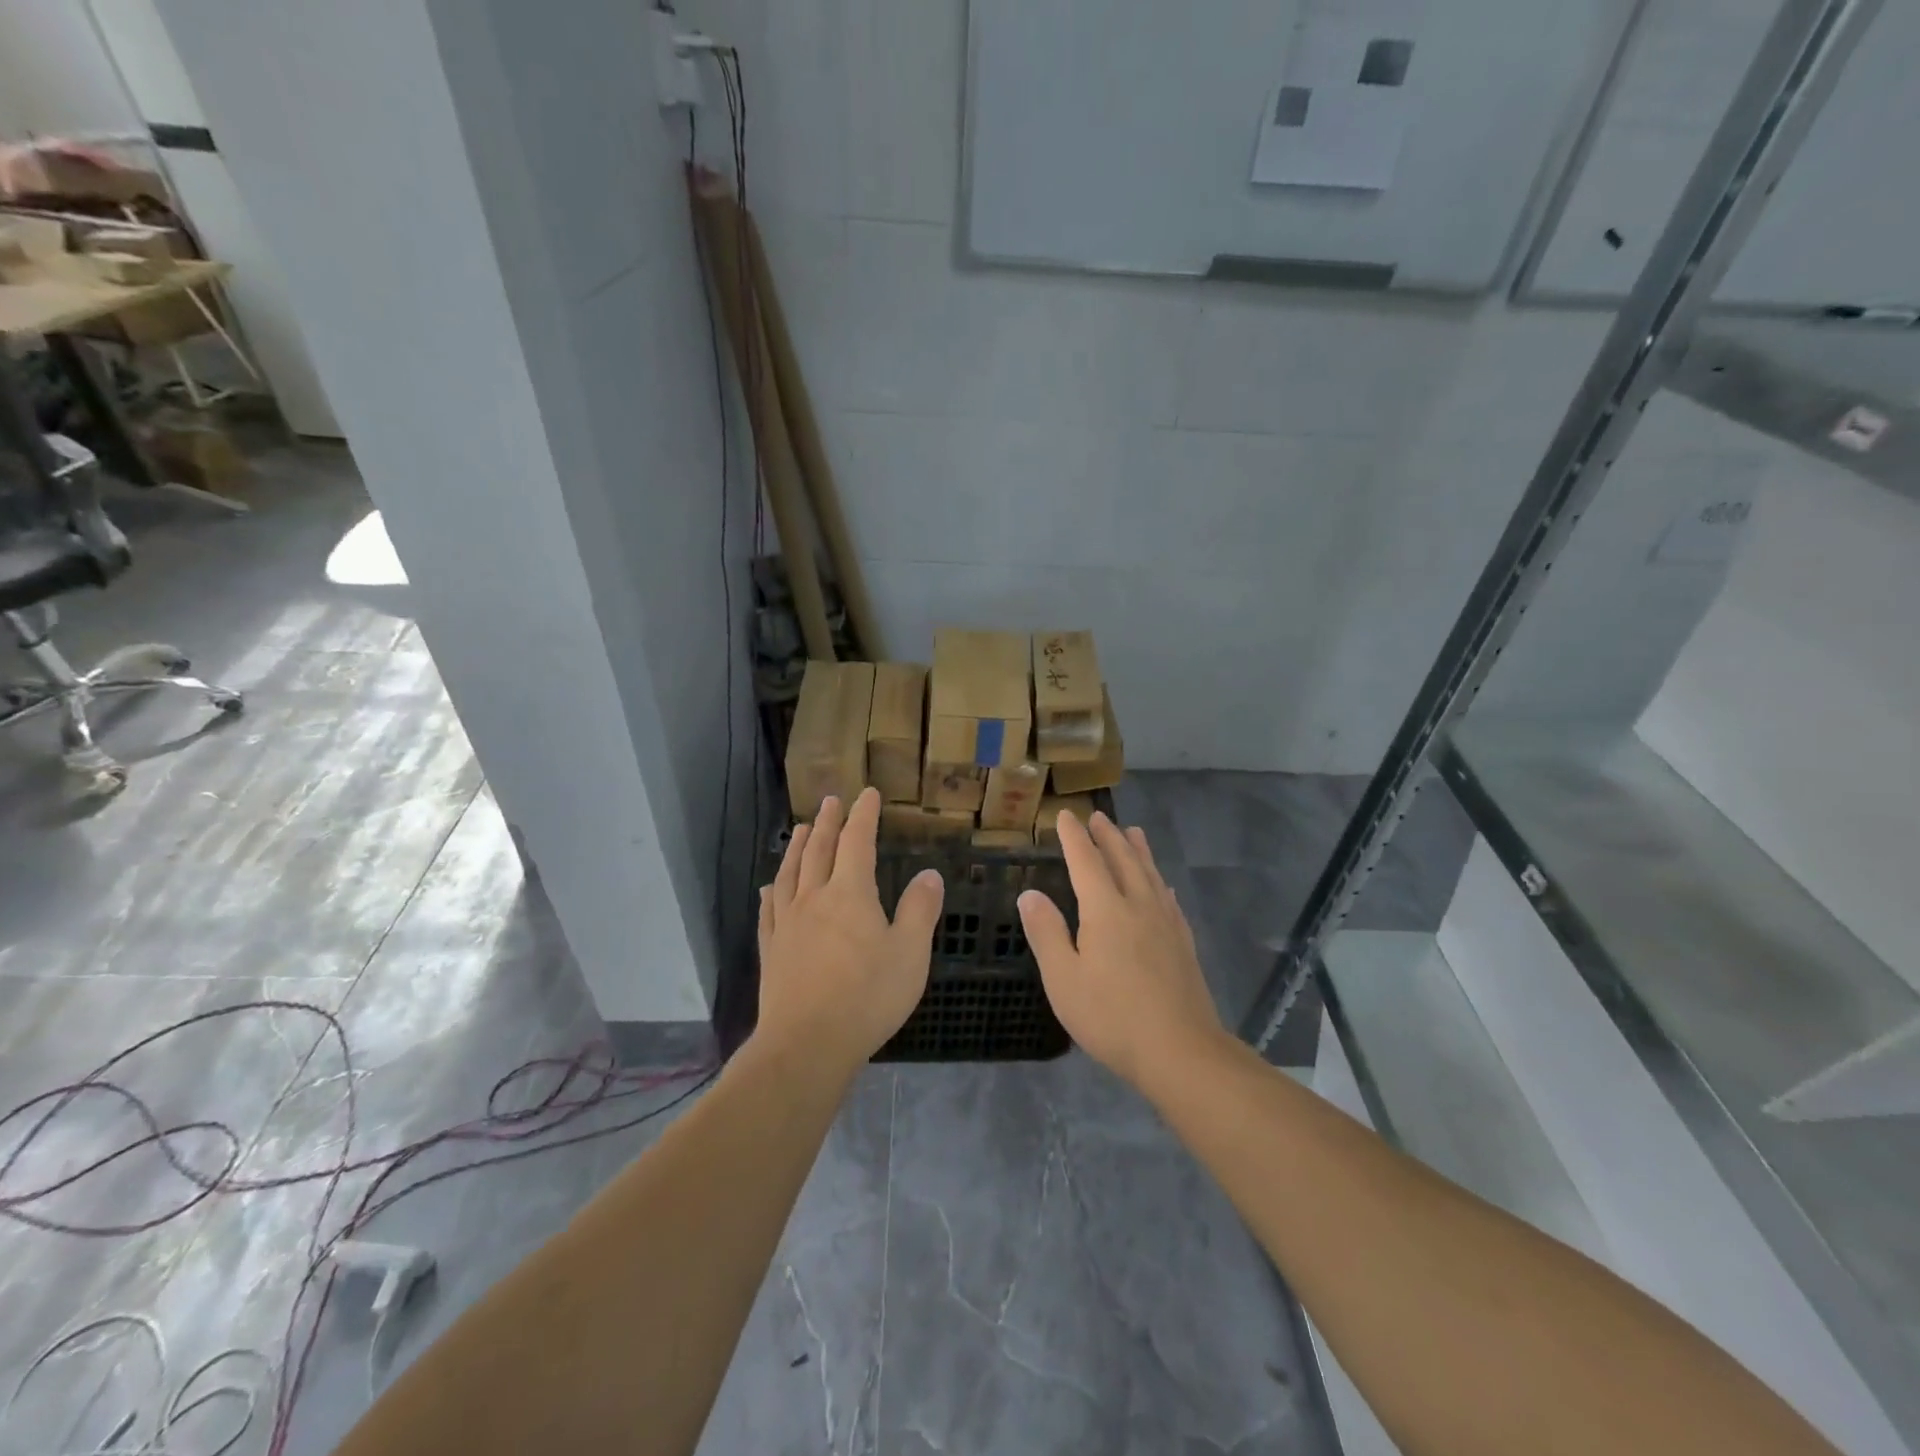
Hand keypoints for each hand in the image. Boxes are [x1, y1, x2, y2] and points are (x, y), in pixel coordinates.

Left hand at [756, 788, 944, 1071]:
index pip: (857, 842)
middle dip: (827, 822)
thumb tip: (929, 874)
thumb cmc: (867, 996)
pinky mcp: (772, 950)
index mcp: (850, 894)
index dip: (863, 815)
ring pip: (791, 873)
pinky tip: (769, 887)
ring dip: (796, 847)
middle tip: (830, 800)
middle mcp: (814, 898)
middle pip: (819, 850)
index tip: (868, 794)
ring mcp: (788, 923)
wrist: (807, 1043)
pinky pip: (769, 910)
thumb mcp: (910, 953)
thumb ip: (919, 910)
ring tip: (799, 829)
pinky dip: (772, 891)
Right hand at [1018, 811, 1224, 1089]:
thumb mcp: (1063, 978)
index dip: (1074, 837)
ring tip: (1134, 832)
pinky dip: (1160, 883)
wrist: (1180, 1051)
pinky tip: (1163, 887)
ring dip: (1138, 851)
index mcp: (1105, 910)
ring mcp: (1166, 924)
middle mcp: (1138, 906)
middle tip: (1098, 817)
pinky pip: (1169, 899)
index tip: (1066, 815)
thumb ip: (1046, 932)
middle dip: (1107, 837)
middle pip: (1123, 860)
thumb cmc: (1111, 1016)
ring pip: (1150, 875)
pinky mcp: (1183, 943)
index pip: (1086, 861)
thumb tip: (1029, 894)